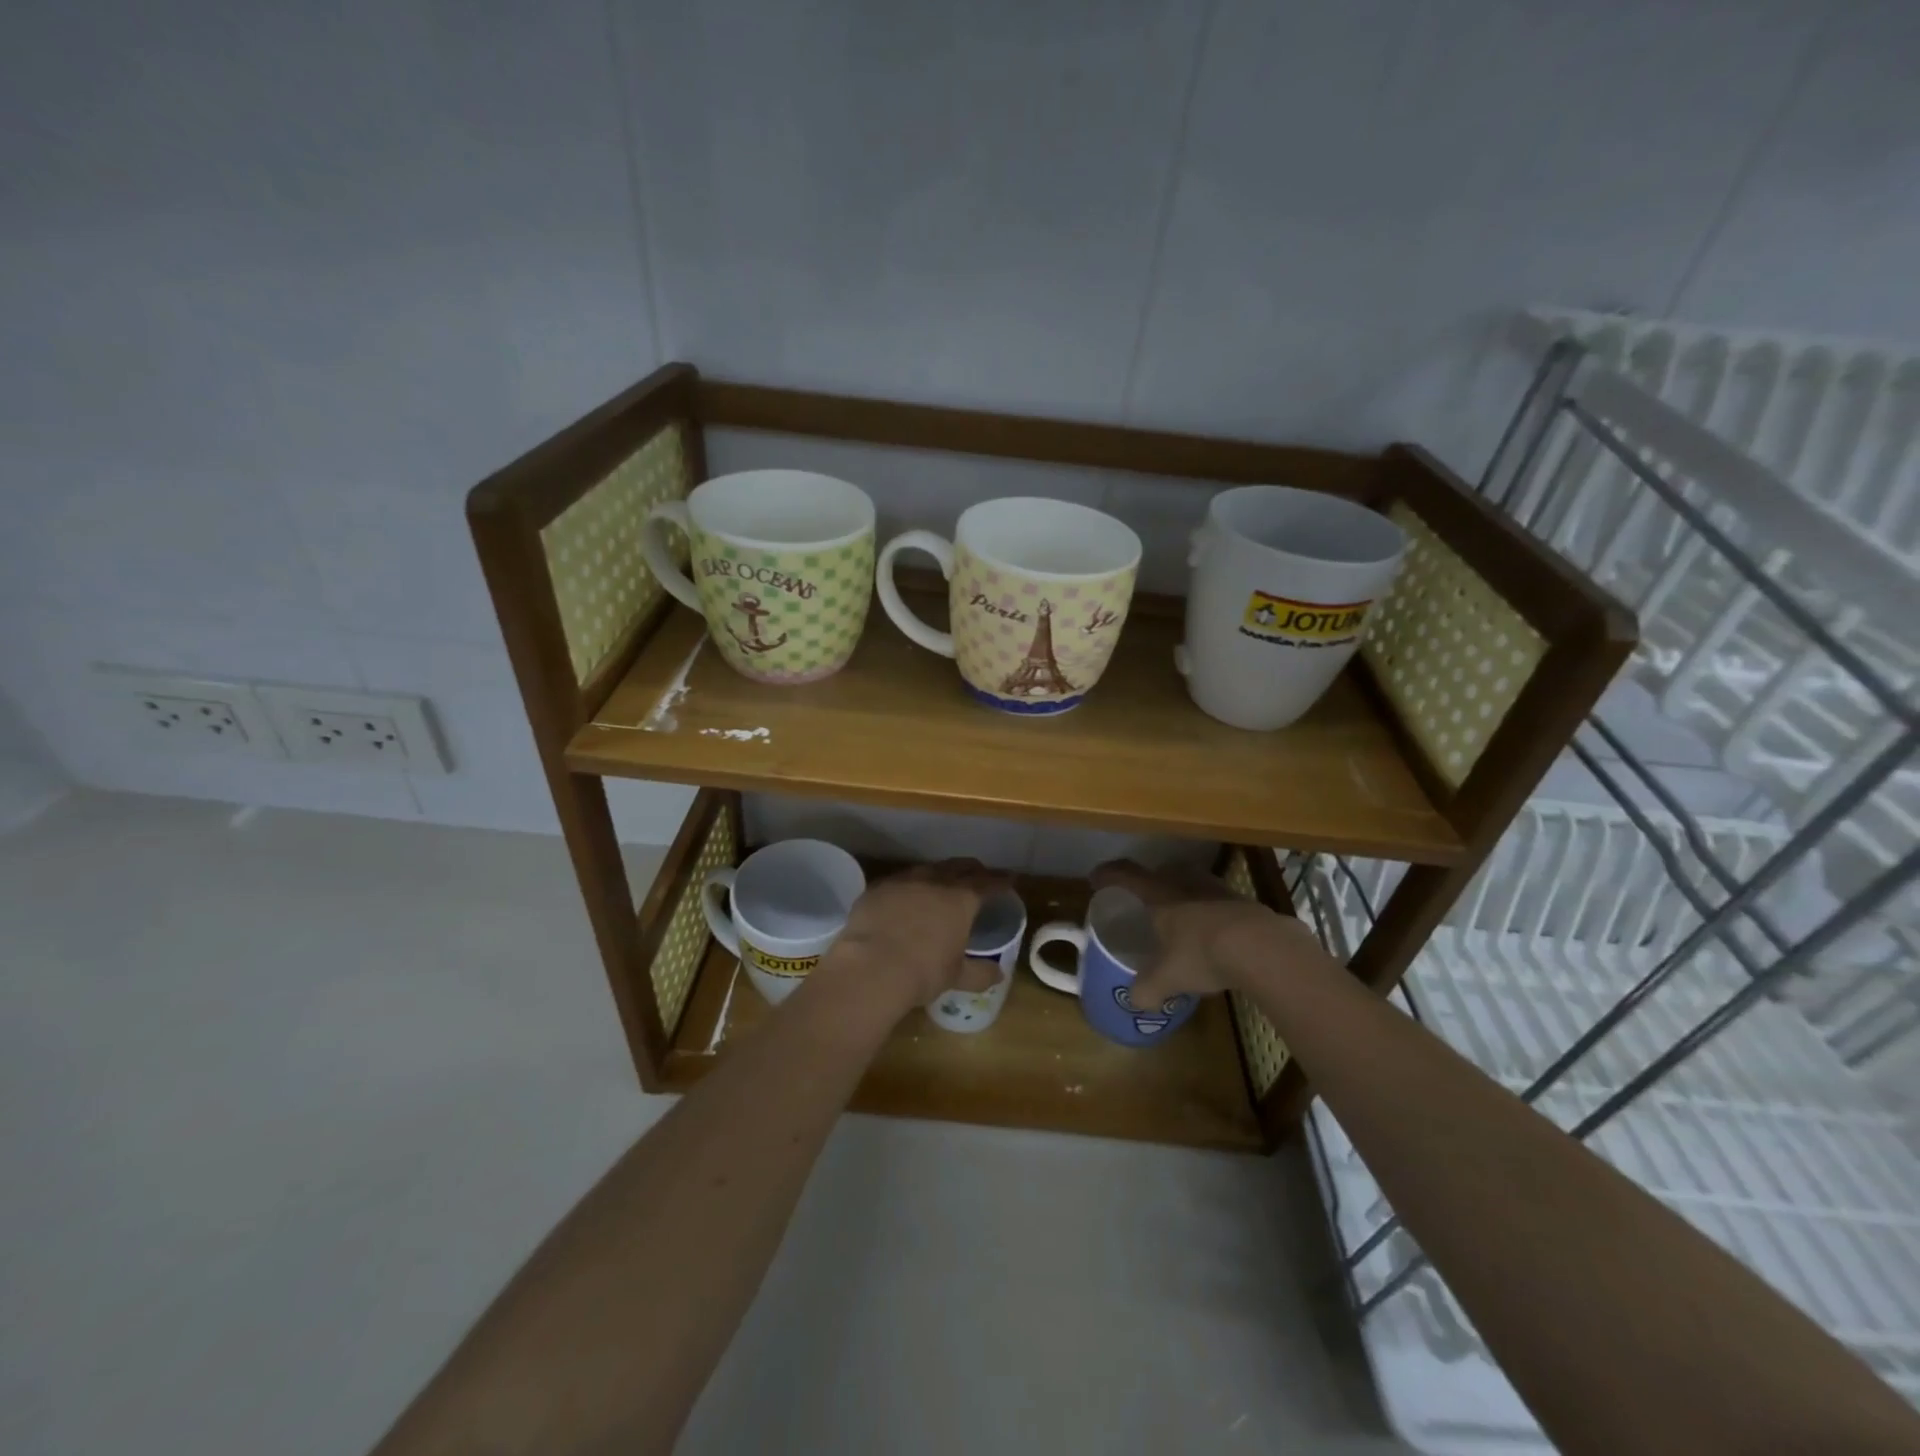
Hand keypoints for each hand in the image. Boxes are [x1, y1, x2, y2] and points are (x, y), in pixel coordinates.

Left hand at [820, 859, 1013, 1014]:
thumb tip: (998, 973)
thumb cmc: (922, 972)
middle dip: (973, 869)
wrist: (871, 968)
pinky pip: (899, 881)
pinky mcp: (877, 888)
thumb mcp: (956, 976)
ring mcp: (903, 881)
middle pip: (959, 866)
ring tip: (942, 882)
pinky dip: (909, 886)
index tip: (1010, 879)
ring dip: (940, 873)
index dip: (1001, 880)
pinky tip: (906, 896)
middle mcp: (934, 881)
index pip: (987, 883)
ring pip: (928, 869)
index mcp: (960, 899)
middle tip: (980, 875)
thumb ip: (979, 973)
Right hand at [1091, 859, 1333, 1005]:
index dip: (1107, 875)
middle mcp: (1184, 883)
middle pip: (1161, 871)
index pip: (1125, 875)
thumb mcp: (1167, 978)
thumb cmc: (1202, 953)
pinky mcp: (1243, 901)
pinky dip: (1209, 909)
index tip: (1096, 879)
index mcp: (1158, 895)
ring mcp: (1216, 888)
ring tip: (1180, 915)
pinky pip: (1217, 898)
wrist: (1262, 946)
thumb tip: (1135, 1001)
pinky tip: (1213, 932)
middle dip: (1150, 881)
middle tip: (1144, 899)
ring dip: (1182, 893)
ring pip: (1191, 881)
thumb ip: (1147, 989)